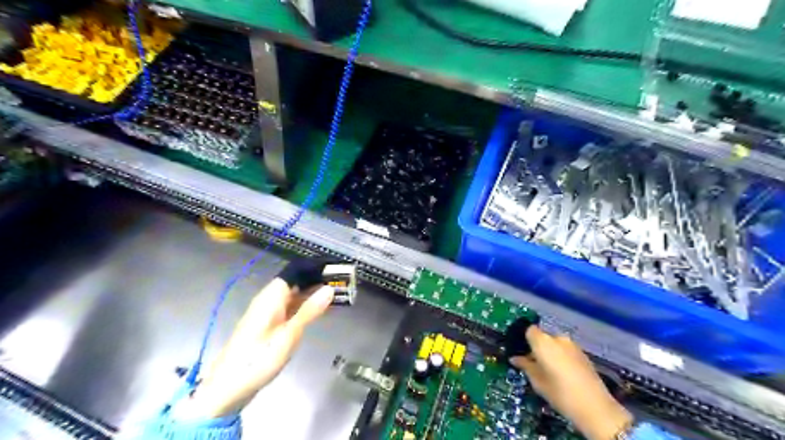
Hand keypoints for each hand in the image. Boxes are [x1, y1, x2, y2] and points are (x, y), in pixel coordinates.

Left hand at [177, 278, 333, 419]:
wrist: (228, 388)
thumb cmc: (258, 359)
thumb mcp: (289, 335)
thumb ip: (309, 311)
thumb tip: (329, 289)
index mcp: (270, 297)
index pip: (293, 272)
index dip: (313, 268)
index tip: (335, 269)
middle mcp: (268, 301)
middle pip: (294, 282)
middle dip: (315, 281)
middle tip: (340, 282)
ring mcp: (267, 314)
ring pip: (293, 295)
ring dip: (311, 294)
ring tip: (336, 293)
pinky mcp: (268, 326)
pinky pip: (290, 308)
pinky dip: (304, 307)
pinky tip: (318, 311)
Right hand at [509, 326, 630, 439]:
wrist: (595, 407)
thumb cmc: (560, 393)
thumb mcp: (537, 381)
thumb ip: (525, 366)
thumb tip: (515, 358)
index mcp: (543, 342)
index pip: (529, 330)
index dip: (525, 340)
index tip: (522, 353)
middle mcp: (557, 338)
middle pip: (543, 336)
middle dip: (537, 347)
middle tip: (534, 364)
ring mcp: (572, 345)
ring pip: (555, 343)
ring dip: (550, 352)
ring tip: (549, 370)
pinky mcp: (583, 353)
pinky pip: (566, 350)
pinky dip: (561, 357)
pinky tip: (563, 373)